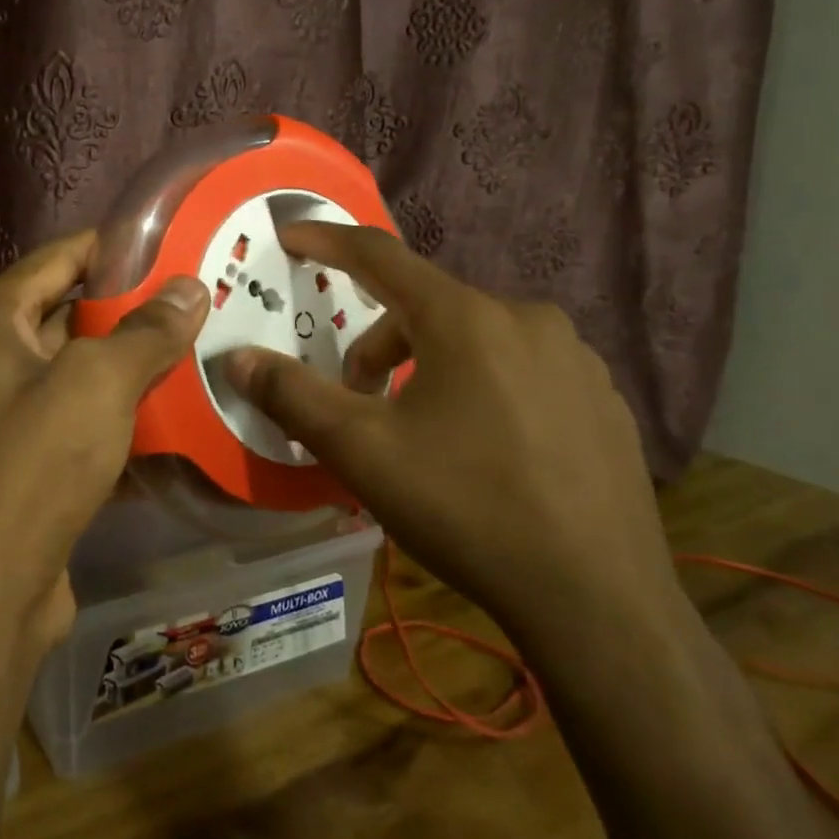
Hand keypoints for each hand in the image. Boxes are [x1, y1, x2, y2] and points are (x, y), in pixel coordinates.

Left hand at [0, 229, 208, 656]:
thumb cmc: (31, 466)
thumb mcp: (96, 384)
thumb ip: (146, 331)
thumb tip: (190, 287)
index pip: (60, 257)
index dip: (116, 246)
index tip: (177, 242)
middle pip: (72, 315)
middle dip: (135, 311)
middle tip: (204, 302)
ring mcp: (6, 416)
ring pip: (82, 375)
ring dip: (135, 369)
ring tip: (205, 353)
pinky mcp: (27, 466)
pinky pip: (83, 425)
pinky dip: (123, 421)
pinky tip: (180, 423)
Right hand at [222, 220, 682, 654]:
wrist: (600, 603)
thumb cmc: (466, 509)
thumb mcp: (361, 452)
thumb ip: (291, 395)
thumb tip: (236, 358)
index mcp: (466, 319)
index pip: (379, 256)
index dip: (327, 241)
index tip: (290, 236)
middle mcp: (526, 319)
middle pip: (425, 307)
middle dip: (377, 345)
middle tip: (357, 400)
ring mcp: (575, 358)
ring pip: (474, 339)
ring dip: (428, 366)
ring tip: (419, 430)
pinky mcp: (603, 399)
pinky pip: (520, 369)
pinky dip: (480, 387)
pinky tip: (482, 450)